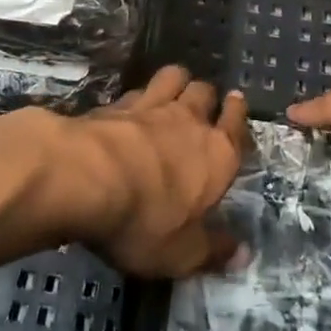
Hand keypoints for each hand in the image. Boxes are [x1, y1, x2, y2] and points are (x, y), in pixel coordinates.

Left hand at [48, 66, 248, 277]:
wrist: (86, 178)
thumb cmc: (144, 220)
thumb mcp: (181, 253)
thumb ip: (213, 251)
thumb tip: (244, 254)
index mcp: (217, 155)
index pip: (235, 125)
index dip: (236, 113)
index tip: (235, 102)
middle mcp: (190, 121)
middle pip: (205, 92)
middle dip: (206, 96)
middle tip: (201, 106)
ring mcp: (152, 106)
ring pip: (174, 76)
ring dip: (176, 82)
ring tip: (172, 90)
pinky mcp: (116, 102)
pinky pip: (137, 88)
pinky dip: (139, 94)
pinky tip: (130, 105)